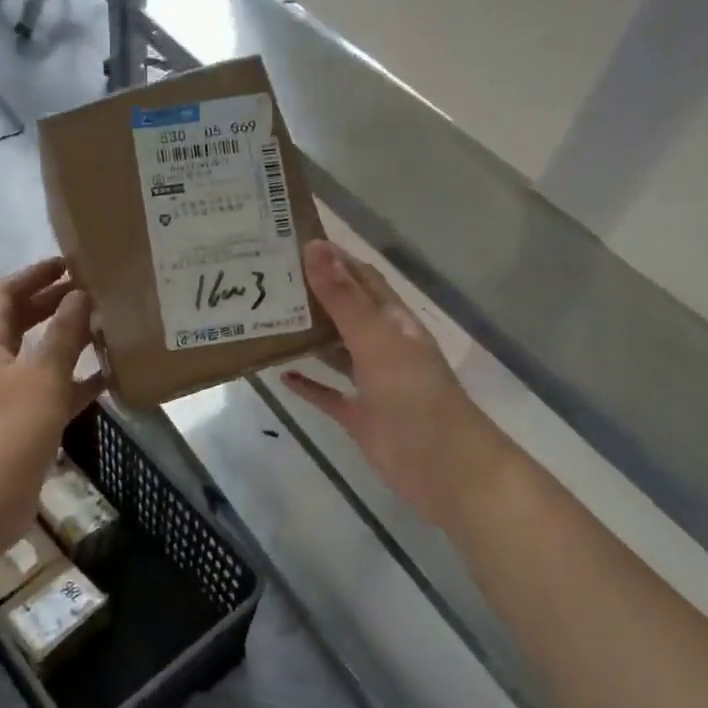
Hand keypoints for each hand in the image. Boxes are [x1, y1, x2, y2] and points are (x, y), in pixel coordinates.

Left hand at [0, 258, 104, 545]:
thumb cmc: (9, 429)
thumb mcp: (42, 375)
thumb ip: (64, 333)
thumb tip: (80, 294)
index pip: (5, 293)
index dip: (35, 275)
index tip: (70, 264)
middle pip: (20, 321)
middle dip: (53, 304)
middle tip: (94, 292)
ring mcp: (3, 396)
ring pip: (37, 357)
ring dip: (67, 341)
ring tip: (106, 327)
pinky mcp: (19, 424)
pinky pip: (49, 391)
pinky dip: (73, 381)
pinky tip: (108, 377)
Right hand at [284, 241, 508, 531]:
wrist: (441, 465)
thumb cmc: (413, 394)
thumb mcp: (376, 339)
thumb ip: (344, 297)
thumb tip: (314, 247)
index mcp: (393, 321)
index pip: (361, 278)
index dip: (334, 258)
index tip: (292, 243)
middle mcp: (382, 346)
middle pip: (345, 312)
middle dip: (313, 295)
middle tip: (266, 281)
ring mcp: (371, 382)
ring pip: (334, 351)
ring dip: (307, 337)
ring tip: (267, 320)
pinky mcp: (359, 416)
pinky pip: (328, 394)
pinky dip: (308, 385)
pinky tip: (280, 375)